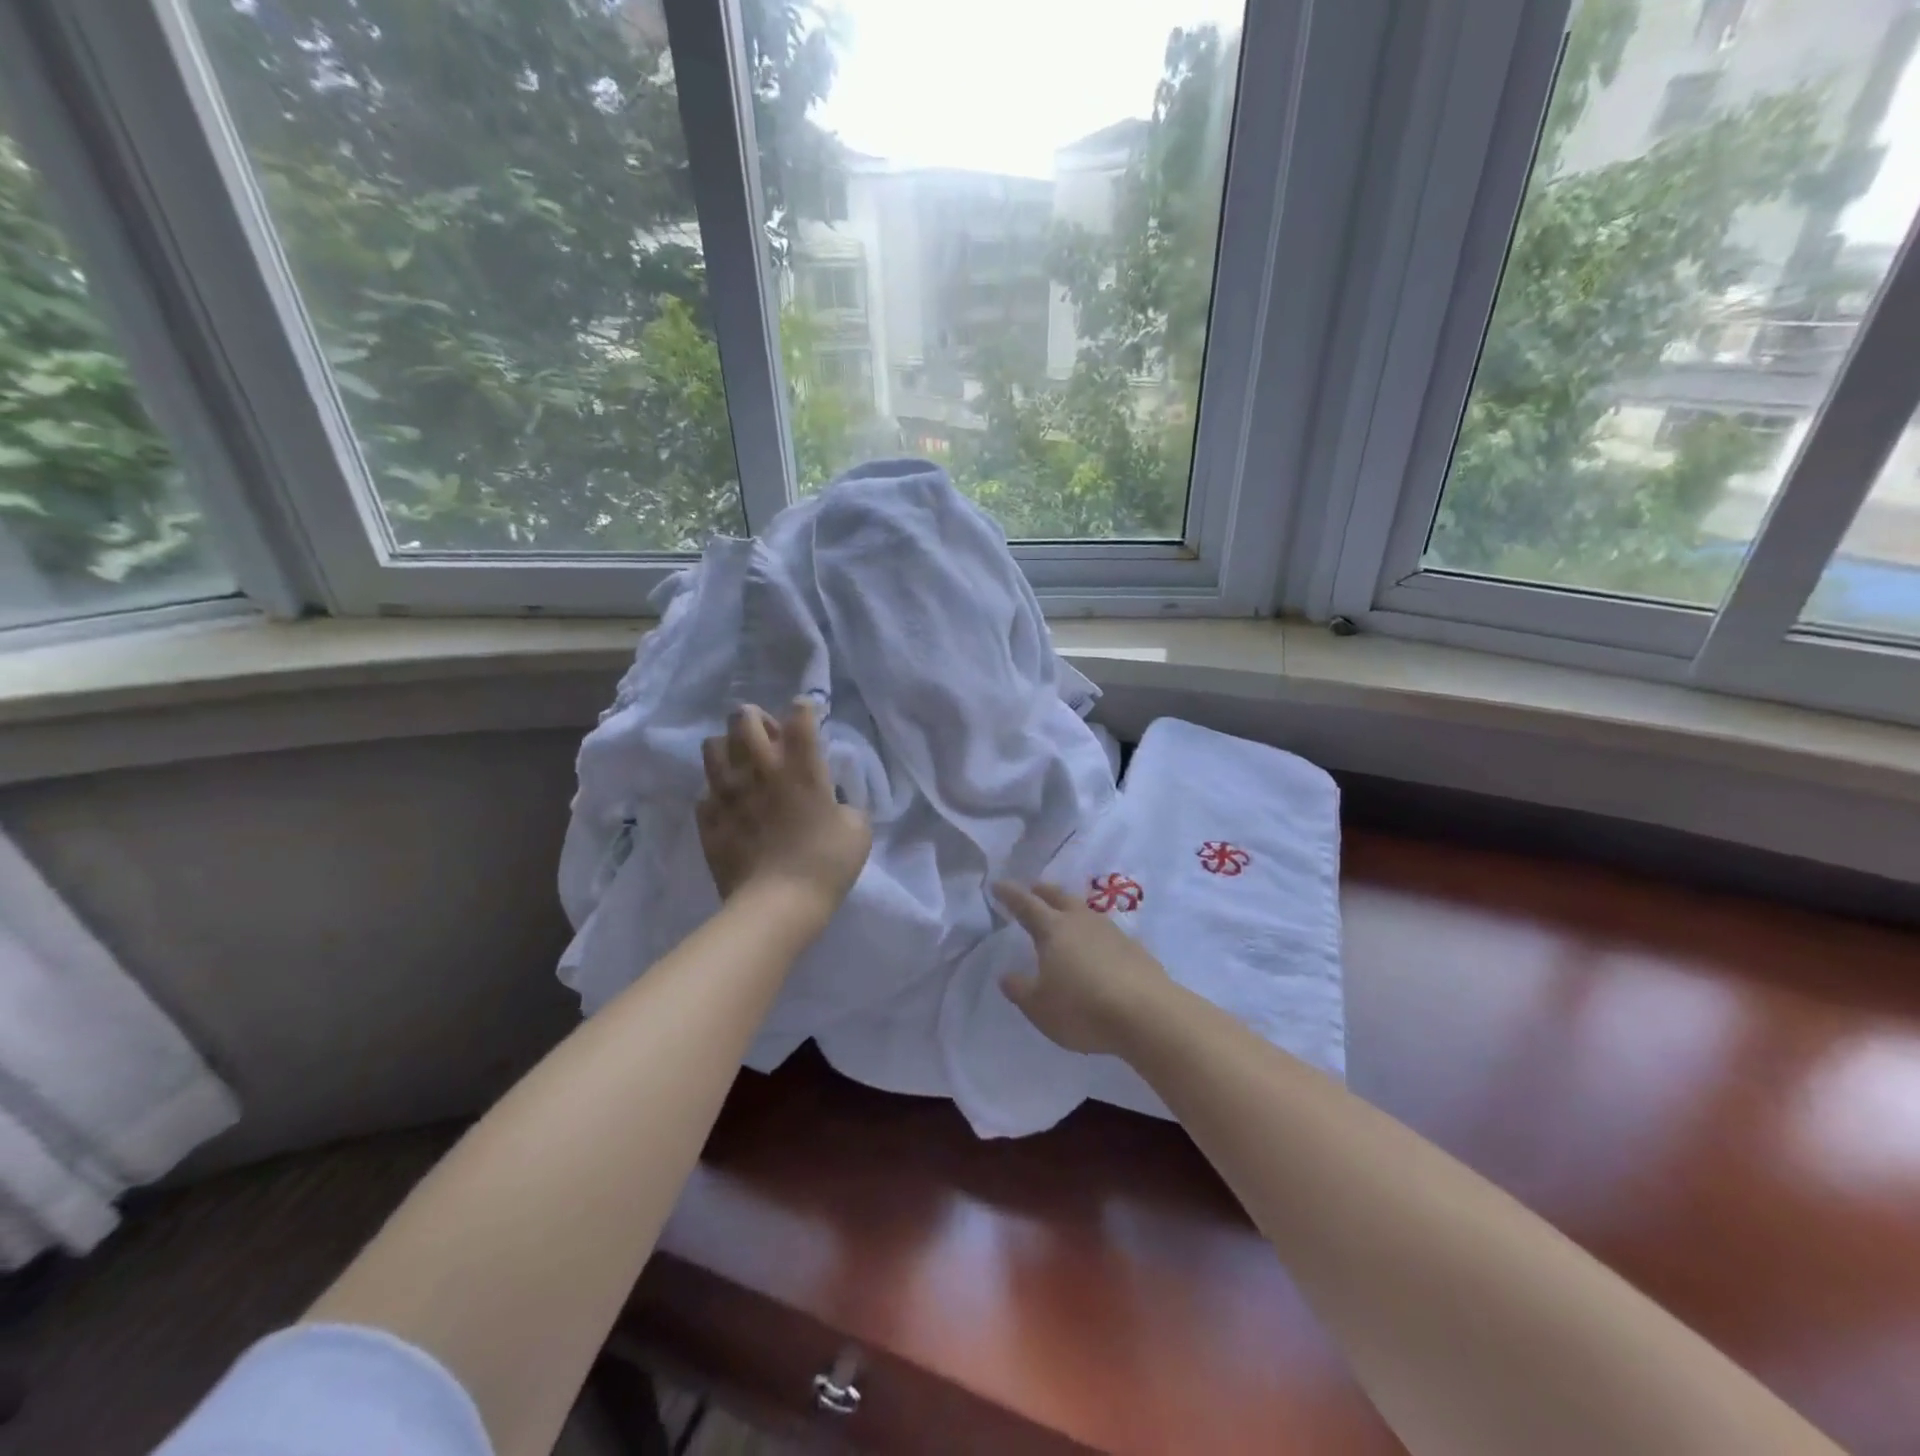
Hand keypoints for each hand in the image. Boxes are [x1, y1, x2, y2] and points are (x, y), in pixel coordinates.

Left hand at [697, 700, 871, 923]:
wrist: (776, 905)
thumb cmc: (825, 864)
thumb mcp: (858, 830)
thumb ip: (847, 804)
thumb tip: (834, 802)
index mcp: (801, 766)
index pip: (799, 714)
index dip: (804, 708)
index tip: (808, 717)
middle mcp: (760, 769)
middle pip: (744, 717)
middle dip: (756, 718)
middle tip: (769, 737)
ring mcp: (727, 792)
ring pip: (712, 745)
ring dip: (728, 748)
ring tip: (742, 766)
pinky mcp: (707, 818)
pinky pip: (704, 792)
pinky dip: (717, 794)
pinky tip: (730, 807)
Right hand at [993, 882, 1173, 1055]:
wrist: (1148, 1014)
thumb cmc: (1083, 1008)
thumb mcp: (1040, 1007)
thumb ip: (1020, 989)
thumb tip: (1006, 975)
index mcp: (1053, 930)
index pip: (1026, 905)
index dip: (1010, 894)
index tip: (998, 884)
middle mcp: (1081, 922)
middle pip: (1059, 897)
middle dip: (1043, 891)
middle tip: (1033, 888)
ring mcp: (1111, 932)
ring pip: (1084, 910)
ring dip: (1070, 907)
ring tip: (1064, 913)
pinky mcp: (1134, 948)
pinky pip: (1105, 931)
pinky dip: (1093, 932)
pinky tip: (1096, 946)